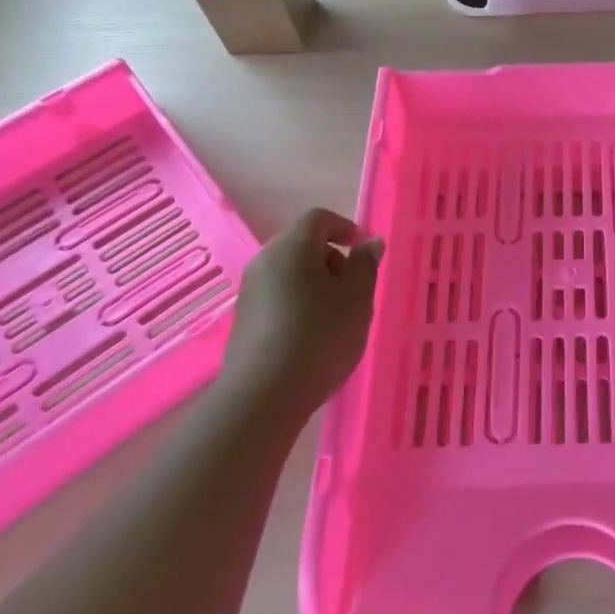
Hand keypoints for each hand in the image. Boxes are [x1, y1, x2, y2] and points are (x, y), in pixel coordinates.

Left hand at [221, 208, 382, 422]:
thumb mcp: (357, 298)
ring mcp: (250, 292)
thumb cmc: (320, 335)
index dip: (345, 228)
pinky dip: (300, 304)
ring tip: (338, 317)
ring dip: (317, 285)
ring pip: (290, 273)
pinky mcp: (245, 321)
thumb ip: (365, 266)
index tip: (364, 251)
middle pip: (302, 244)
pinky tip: (314, 336)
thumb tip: (369, 243)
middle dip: (332, 259)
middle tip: (355, 288)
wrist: (265, 395)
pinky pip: (279, 297)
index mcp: (291, 247)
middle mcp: (265, 262)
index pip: (318, 218)